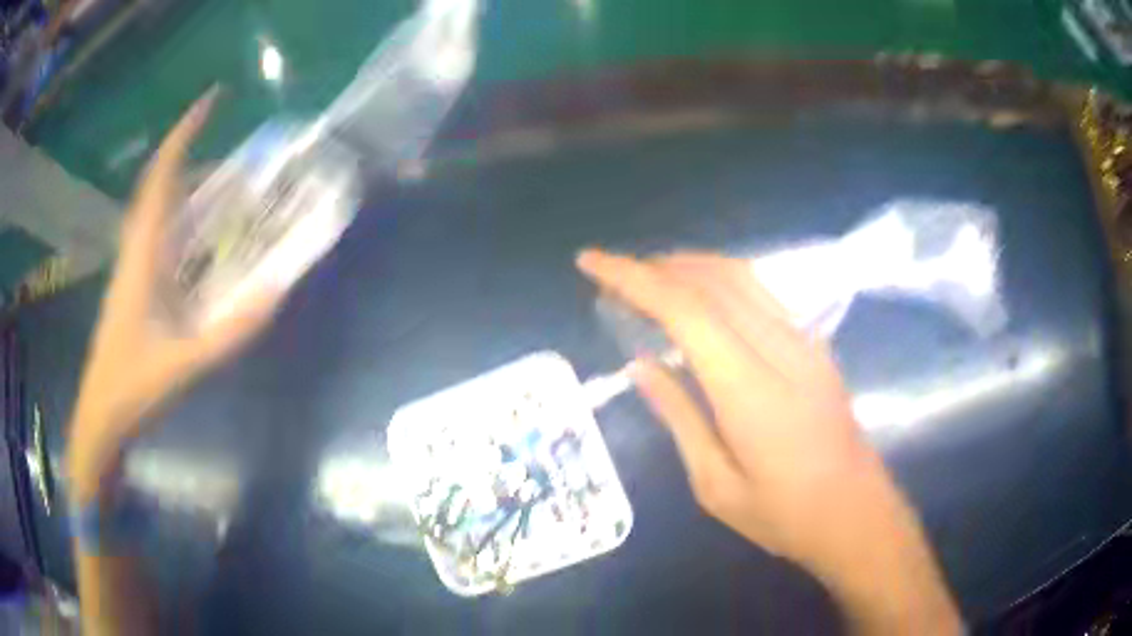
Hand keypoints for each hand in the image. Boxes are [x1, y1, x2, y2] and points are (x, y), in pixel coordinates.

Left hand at [66, 90, 280, 501]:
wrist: (101, 416)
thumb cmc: (134, 386)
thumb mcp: (186, 362)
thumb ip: (231, 331)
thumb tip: (277, 293)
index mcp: (143, 254)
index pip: (161, 177)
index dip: (185, 133)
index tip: (212, 99)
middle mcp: (135, 248)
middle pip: (158, 183)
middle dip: (188, 150)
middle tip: (225, 140)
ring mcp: (131, 265)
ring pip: (155, 207)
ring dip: (184, 183)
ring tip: (220, 181)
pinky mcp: (133, 283)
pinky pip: (156, 233)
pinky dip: (178, 216)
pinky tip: (198, 233)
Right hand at [576, 249, 960, 632]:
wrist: (856, 514)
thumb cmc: (783, 515)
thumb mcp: (716, 485)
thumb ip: (680, 417)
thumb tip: (643, 366)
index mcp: (750, 391)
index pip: (686, 310)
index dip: (634, 277)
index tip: (591, 262)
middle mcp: (780, 350)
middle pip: (713, 281)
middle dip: (656, 266)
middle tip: (614, 274)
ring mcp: (805, 343)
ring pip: (741, 277)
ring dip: (690, 265)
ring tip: (651, 276)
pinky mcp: (815, 346)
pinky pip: (762, 293)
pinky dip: (722, 279)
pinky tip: (703, 294)